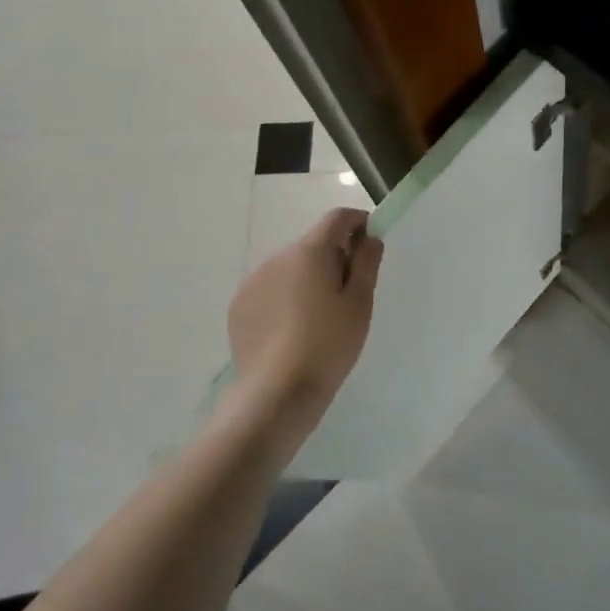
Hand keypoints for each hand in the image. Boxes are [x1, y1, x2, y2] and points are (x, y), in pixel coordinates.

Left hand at [221, 208, 383, 464]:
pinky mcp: (239, 307)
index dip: (357, 223)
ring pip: (289, 268)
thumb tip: (369, 238)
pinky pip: (269, 290)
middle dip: (333, 257)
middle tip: (349, 292)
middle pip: (312, 244)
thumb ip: (366, 263)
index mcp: (309, 251)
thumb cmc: (328, 344)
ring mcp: (253, 282)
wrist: (277, 392)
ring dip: (306, 278)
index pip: (336, 218)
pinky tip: (293, 331)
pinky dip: (284, 298)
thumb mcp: (359, 303)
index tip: (369, 245)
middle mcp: (277, 257)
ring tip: (318, 317)